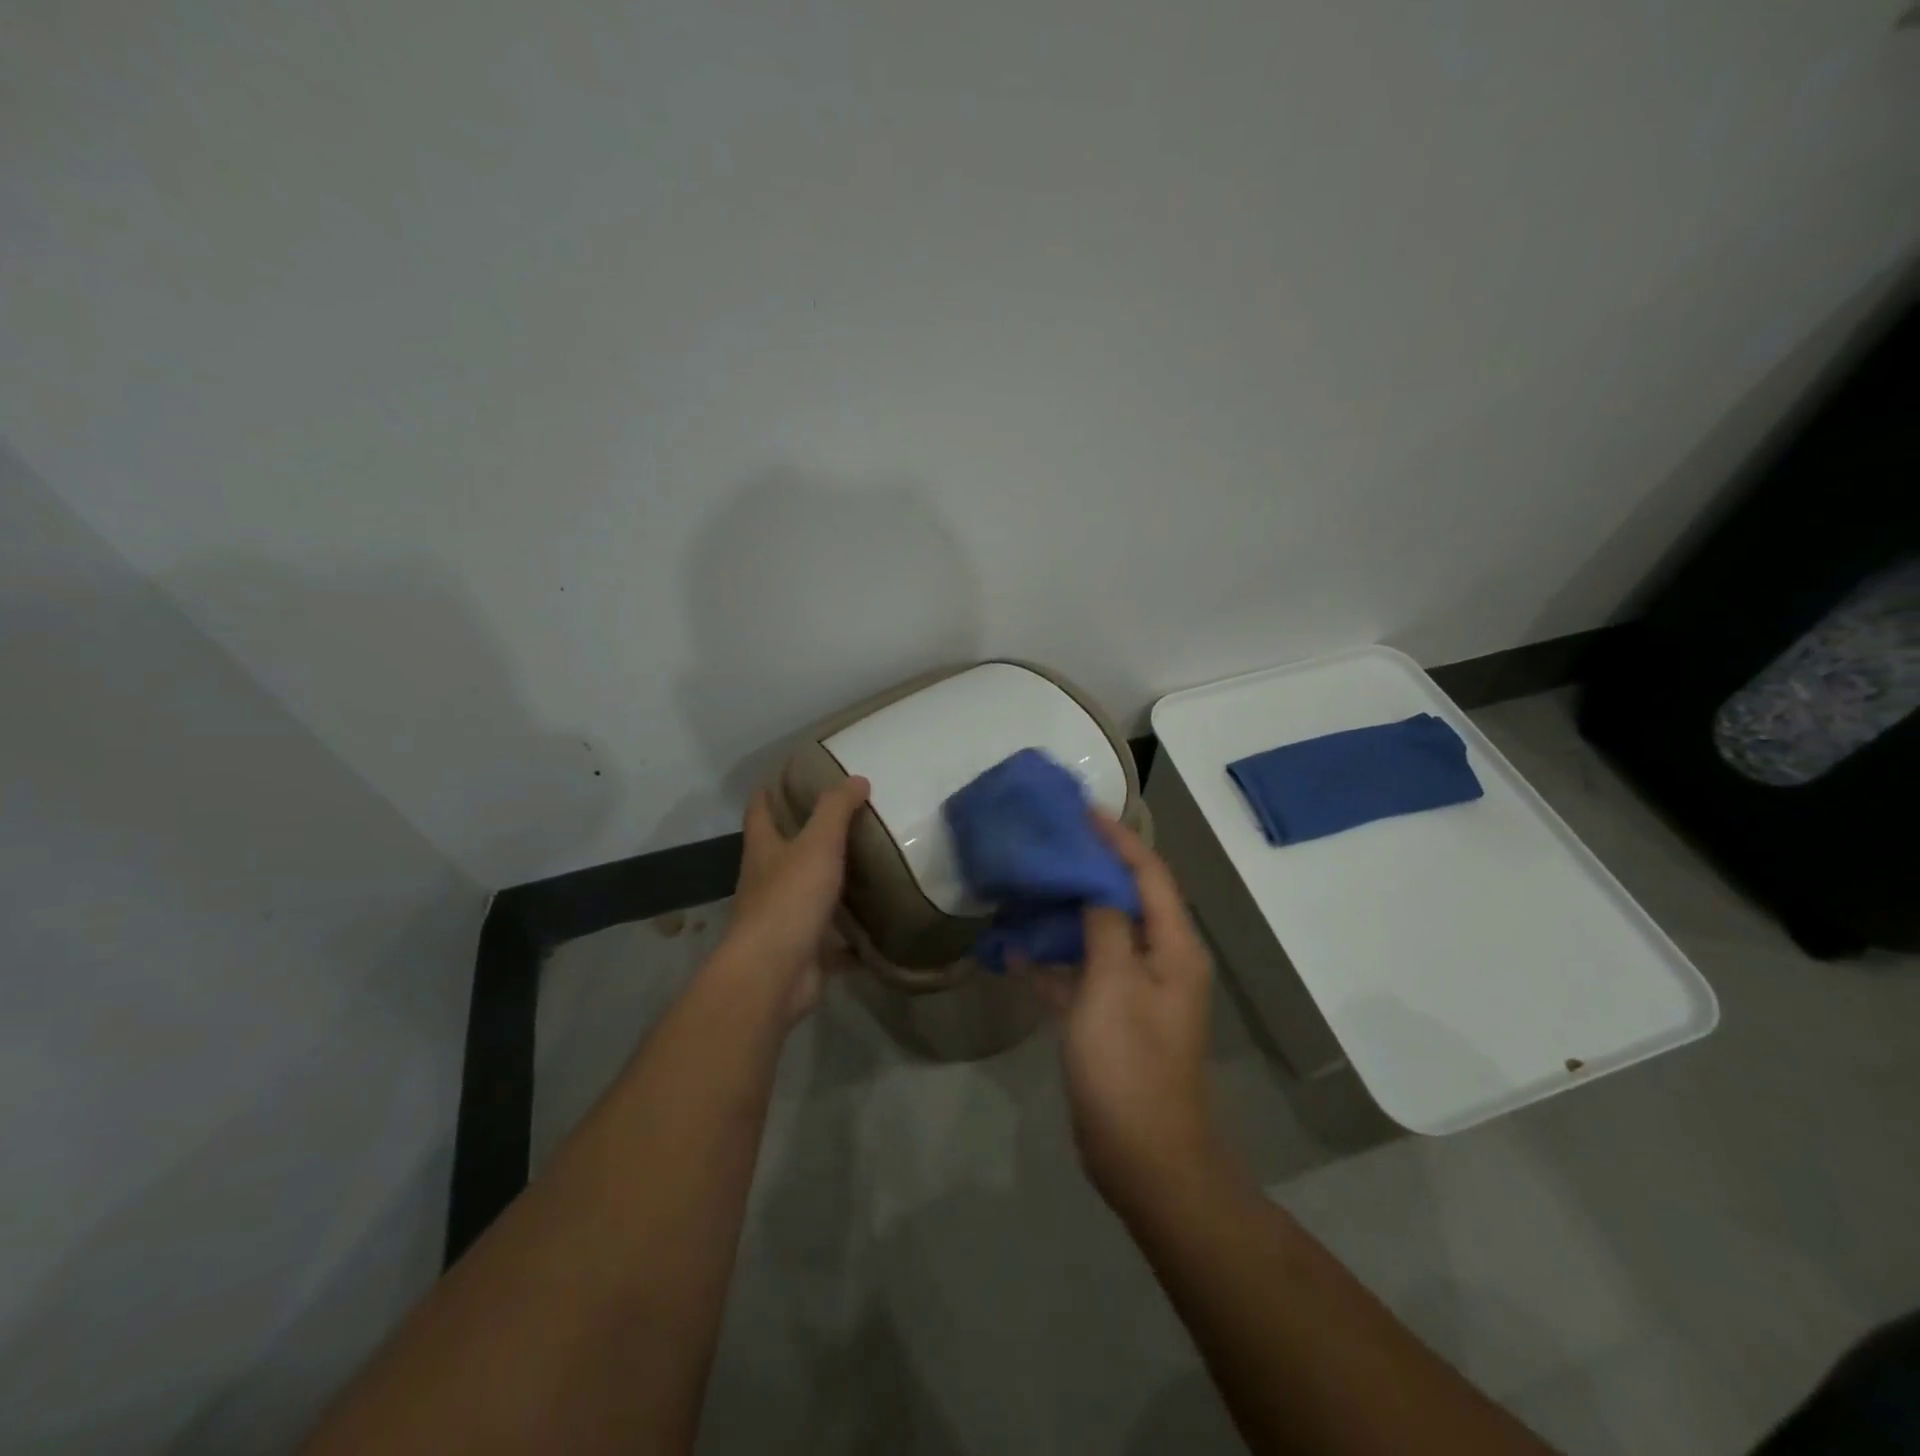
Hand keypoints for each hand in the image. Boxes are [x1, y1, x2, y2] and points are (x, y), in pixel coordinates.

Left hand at [722, 776, 869, 1023]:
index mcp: (763, 851)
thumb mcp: (817, 844)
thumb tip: (856, 779)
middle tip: (845, 820)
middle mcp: (766, 882)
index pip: (759, 812)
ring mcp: (783, 919)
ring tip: (868, 867)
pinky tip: (876, 928)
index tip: (789, 777)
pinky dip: (850, 937)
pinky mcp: (803, 951)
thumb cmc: (790, 899)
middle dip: (805, 837)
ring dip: (830, 884)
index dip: (769, 793)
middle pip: (782, 853)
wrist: (774, 974)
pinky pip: (831, 940)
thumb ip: (836, 810)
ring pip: (808, 894)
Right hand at [1030, 815, 1221, 1210]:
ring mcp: (1132, 991)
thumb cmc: (1130, 1064)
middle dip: (1088, 868)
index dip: (1118, 838)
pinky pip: (1080, 974)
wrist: (1142, 1157)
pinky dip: (1053, 960)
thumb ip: (1105, 925)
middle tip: (1046, 842)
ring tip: (1026, 883)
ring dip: (1066, 911)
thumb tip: (1095, 885)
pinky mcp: (1108, 1018)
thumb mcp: (1114, 985)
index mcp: (1173, 947)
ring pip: (1098, 934)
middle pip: (1125, 899)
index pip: (1149, 874)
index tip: (1081, 811)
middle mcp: (1158, 961)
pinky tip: (1014, 949)